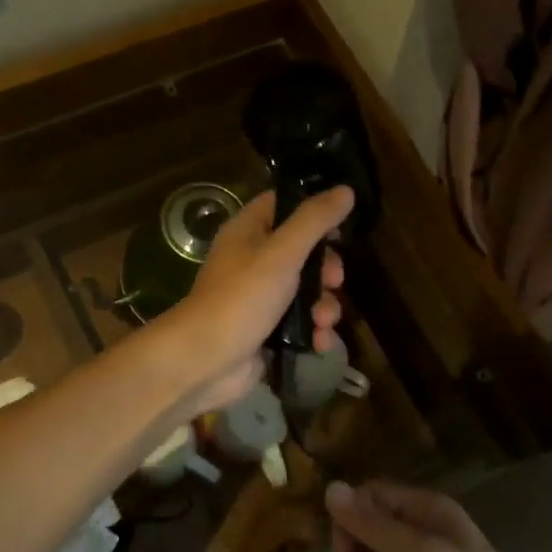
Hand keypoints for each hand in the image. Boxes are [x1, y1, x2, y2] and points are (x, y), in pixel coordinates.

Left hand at [159, 186, 351, 413]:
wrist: (206, 361)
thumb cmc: (241, 298)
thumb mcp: (282, 252)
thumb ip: (315, 220)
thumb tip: (346, 190)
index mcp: (247, 232)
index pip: (282, 205)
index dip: (313, 211)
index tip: (340, 226)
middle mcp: (252, 260)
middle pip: (302, 252)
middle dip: (326, 269)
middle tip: (334, 281)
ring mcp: (259, 297)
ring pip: (306, 291)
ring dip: (324, 306)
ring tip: (324, 321)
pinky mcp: (266, 330)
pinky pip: (300, 323)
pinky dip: (314, 331)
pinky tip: (320, 342)